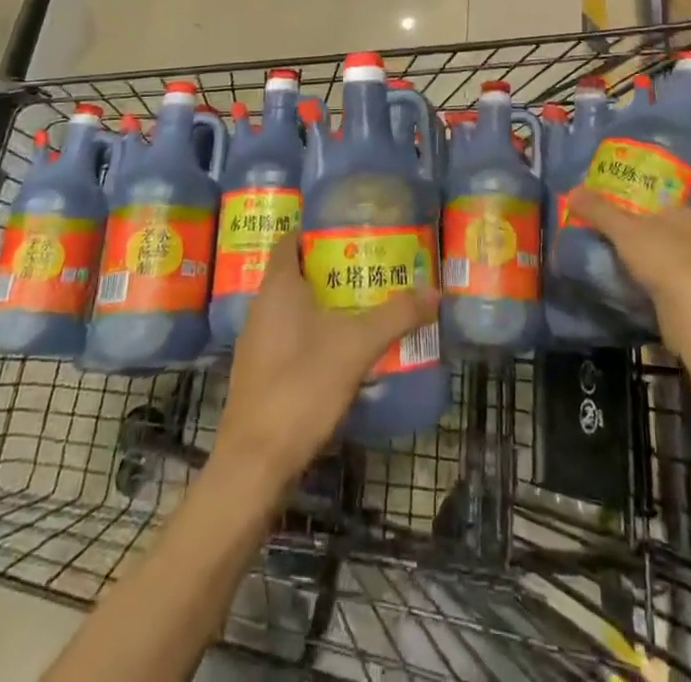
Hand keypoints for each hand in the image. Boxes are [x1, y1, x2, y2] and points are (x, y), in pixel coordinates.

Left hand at [214, 231, 436, 488]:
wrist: (255, 462)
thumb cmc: (302, 385)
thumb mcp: (357, 346)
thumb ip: (396, 316)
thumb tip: (435, 291)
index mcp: (278, 287)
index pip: (290, 240)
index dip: (315, 230)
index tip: (348, 228)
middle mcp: (261, 306)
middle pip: (295, 272)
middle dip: (330, 267)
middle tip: (369, 265)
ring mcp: (257, 341)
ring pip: (292, 307)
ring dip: (323, 302)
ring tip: (363, 302)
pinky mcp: (259, 372)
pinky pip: (288, 335)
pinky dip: (313, 332)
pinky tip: (341, 347)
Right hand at [565, 188, 690, 332]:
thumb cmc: (661, 257)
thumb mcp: (622, 229)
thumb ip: (598, 211)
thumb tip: (572, 191)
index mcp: (689, 213)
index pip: (663, 203)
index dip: (641, 207)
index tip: (620, 213)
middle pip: (667, 230)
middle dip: (644, 235)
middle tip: (616, 236)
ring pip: (671, 257)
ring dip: (651, 261)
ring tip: (621, 262)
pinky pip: (673, 281)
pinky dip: (657, 282)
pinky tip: (638, 286)